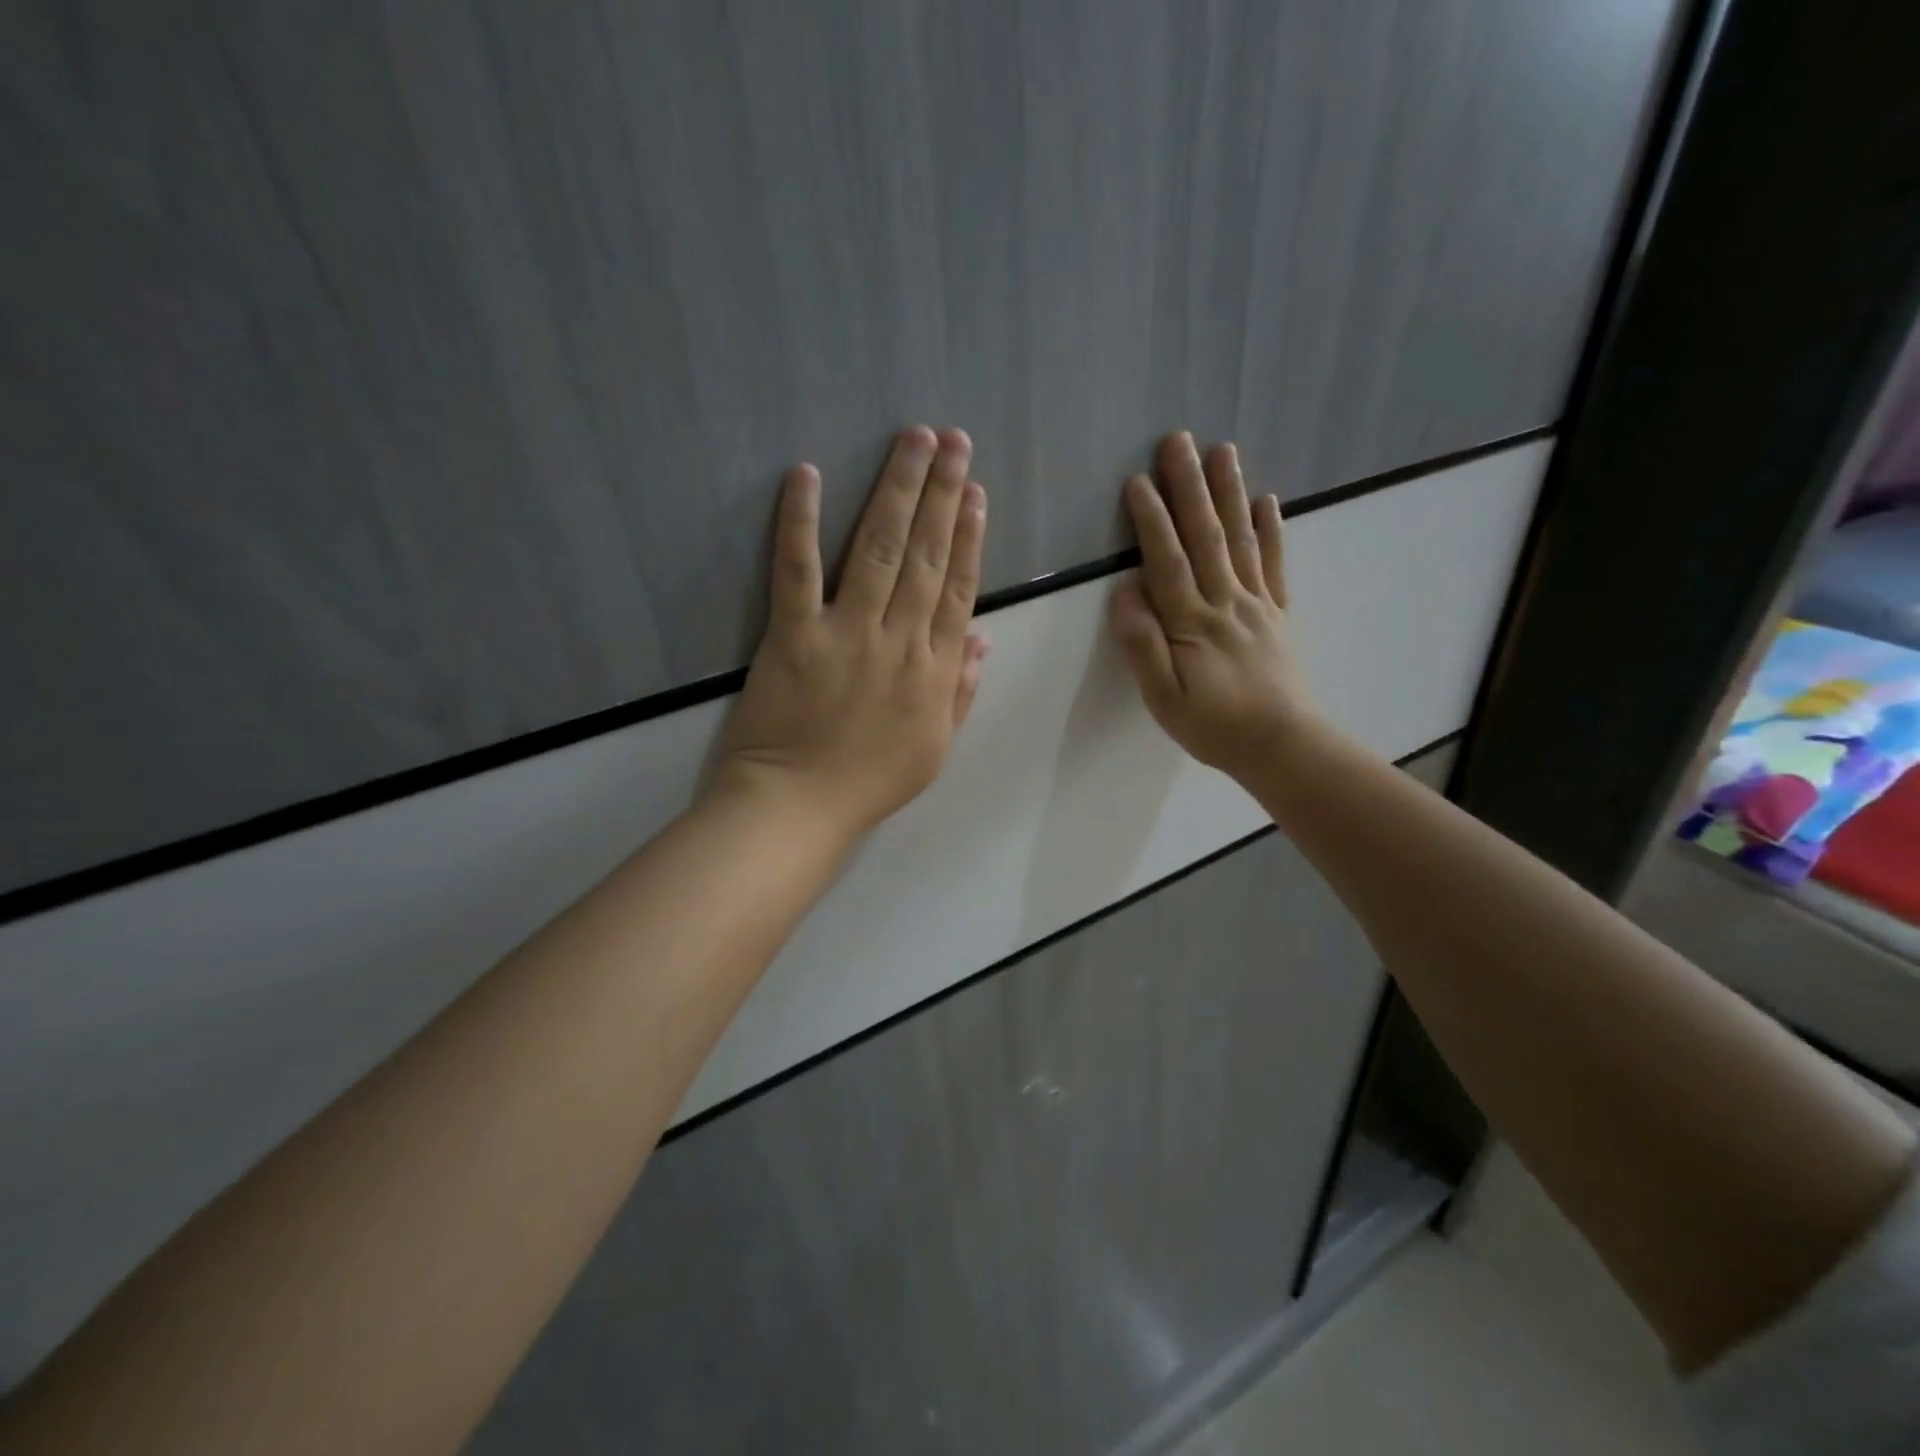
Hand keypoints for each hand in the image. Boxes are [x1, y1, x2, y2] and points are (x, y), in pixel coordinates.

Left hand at [712, 425, 989, 844]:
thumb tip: (984, 636)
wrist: (800, 807)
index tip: (976, 492)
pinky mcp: (793, 633)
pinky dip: (799, 520)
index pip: (958, 588)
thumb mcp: (936, 746)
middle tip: (954, 439)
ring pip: (877, 549)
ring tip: (914, 439)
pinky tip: (806, 474)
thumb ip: (961, 688)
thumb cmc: (870, 782)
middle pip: (925, 555)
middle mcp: (898, 638)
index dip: (970, 536)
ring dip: (897, 490)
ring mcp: (845, 632)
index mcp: (934, 668)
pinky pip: (798, 569)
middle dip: (942, 492)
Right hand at [1109, 432, 1318, 778]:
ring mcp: (1256, 604)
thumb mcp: (1164, 699)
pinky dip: (1272, 531)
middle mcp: (1226, 602)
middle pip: (1205, 537)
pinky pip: (1275, 566)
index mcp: (1193, 623)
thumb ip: (1144, 646)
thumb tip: (1125, 593)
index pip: (1168, 562)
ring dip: (1229, 494)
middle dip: (1189, 487)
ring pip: (1240, 540)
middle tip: (1178, 441)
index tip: (1139, 481)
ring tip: (1223, 450)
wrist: (1283, 746)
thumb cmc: (1214, 727)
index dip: (1152, 521)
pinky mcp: (1277, 614)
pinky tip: (1267, 501)